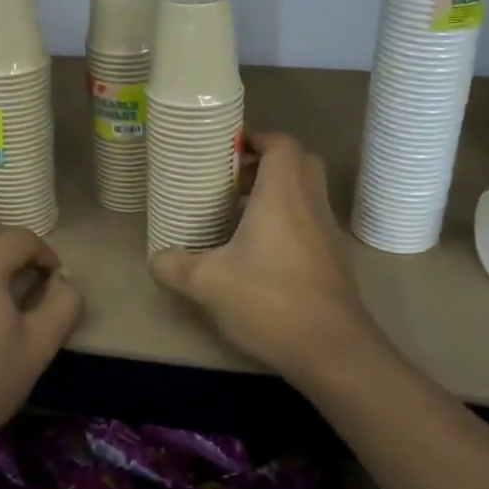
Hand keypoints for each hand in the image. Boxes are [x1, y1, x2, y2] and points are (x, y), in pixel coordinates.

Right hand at [150, 130, 376, 380]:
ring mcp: (327, 232)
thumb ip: (175, 265)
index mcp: (283, 194)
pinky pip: (308, 221)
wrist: (333, 351)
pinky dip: (284, 220)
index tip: (225, 147)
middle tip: (229, 177)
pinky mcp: (332, 259)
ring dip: (273, 193)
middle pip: (297, 163)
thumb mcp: (208, 283)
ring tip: (234, 213)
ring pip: (304, 193)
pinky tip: (255, 250)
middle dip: (264, 162)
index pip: (281, 143)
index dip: (255, 137)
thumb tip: (155, 258)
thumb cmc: (270, 301)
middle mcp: (310, 204)